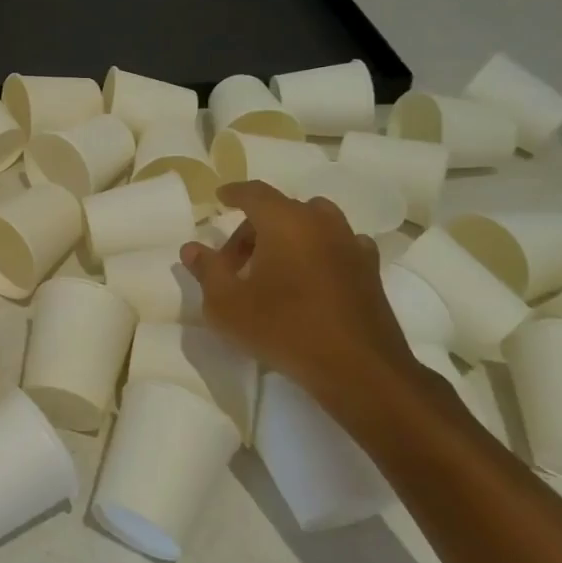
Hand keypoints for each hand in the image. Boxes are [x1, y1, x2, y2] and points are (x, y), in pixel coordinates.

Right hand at [179, 180, 419, 421]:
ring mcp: (351, 245)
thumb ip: (207, 270)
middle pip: (281, 210)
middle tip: (234, 262)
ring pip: (313, 224)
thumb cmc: (284, 329)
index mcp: (284, 221)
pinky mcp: (370, 271)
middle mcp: (321, 223)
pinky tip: (310, 278)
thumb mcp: (226, 304)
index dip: (234, 193)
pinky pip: (338, 247)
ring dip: (289, 237)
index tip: (220, 198)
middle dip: (254, 228)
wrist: (359, 370)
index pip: (254, 192)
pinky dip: (319, 252)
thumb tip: (191, 248)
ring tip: (273, 268)